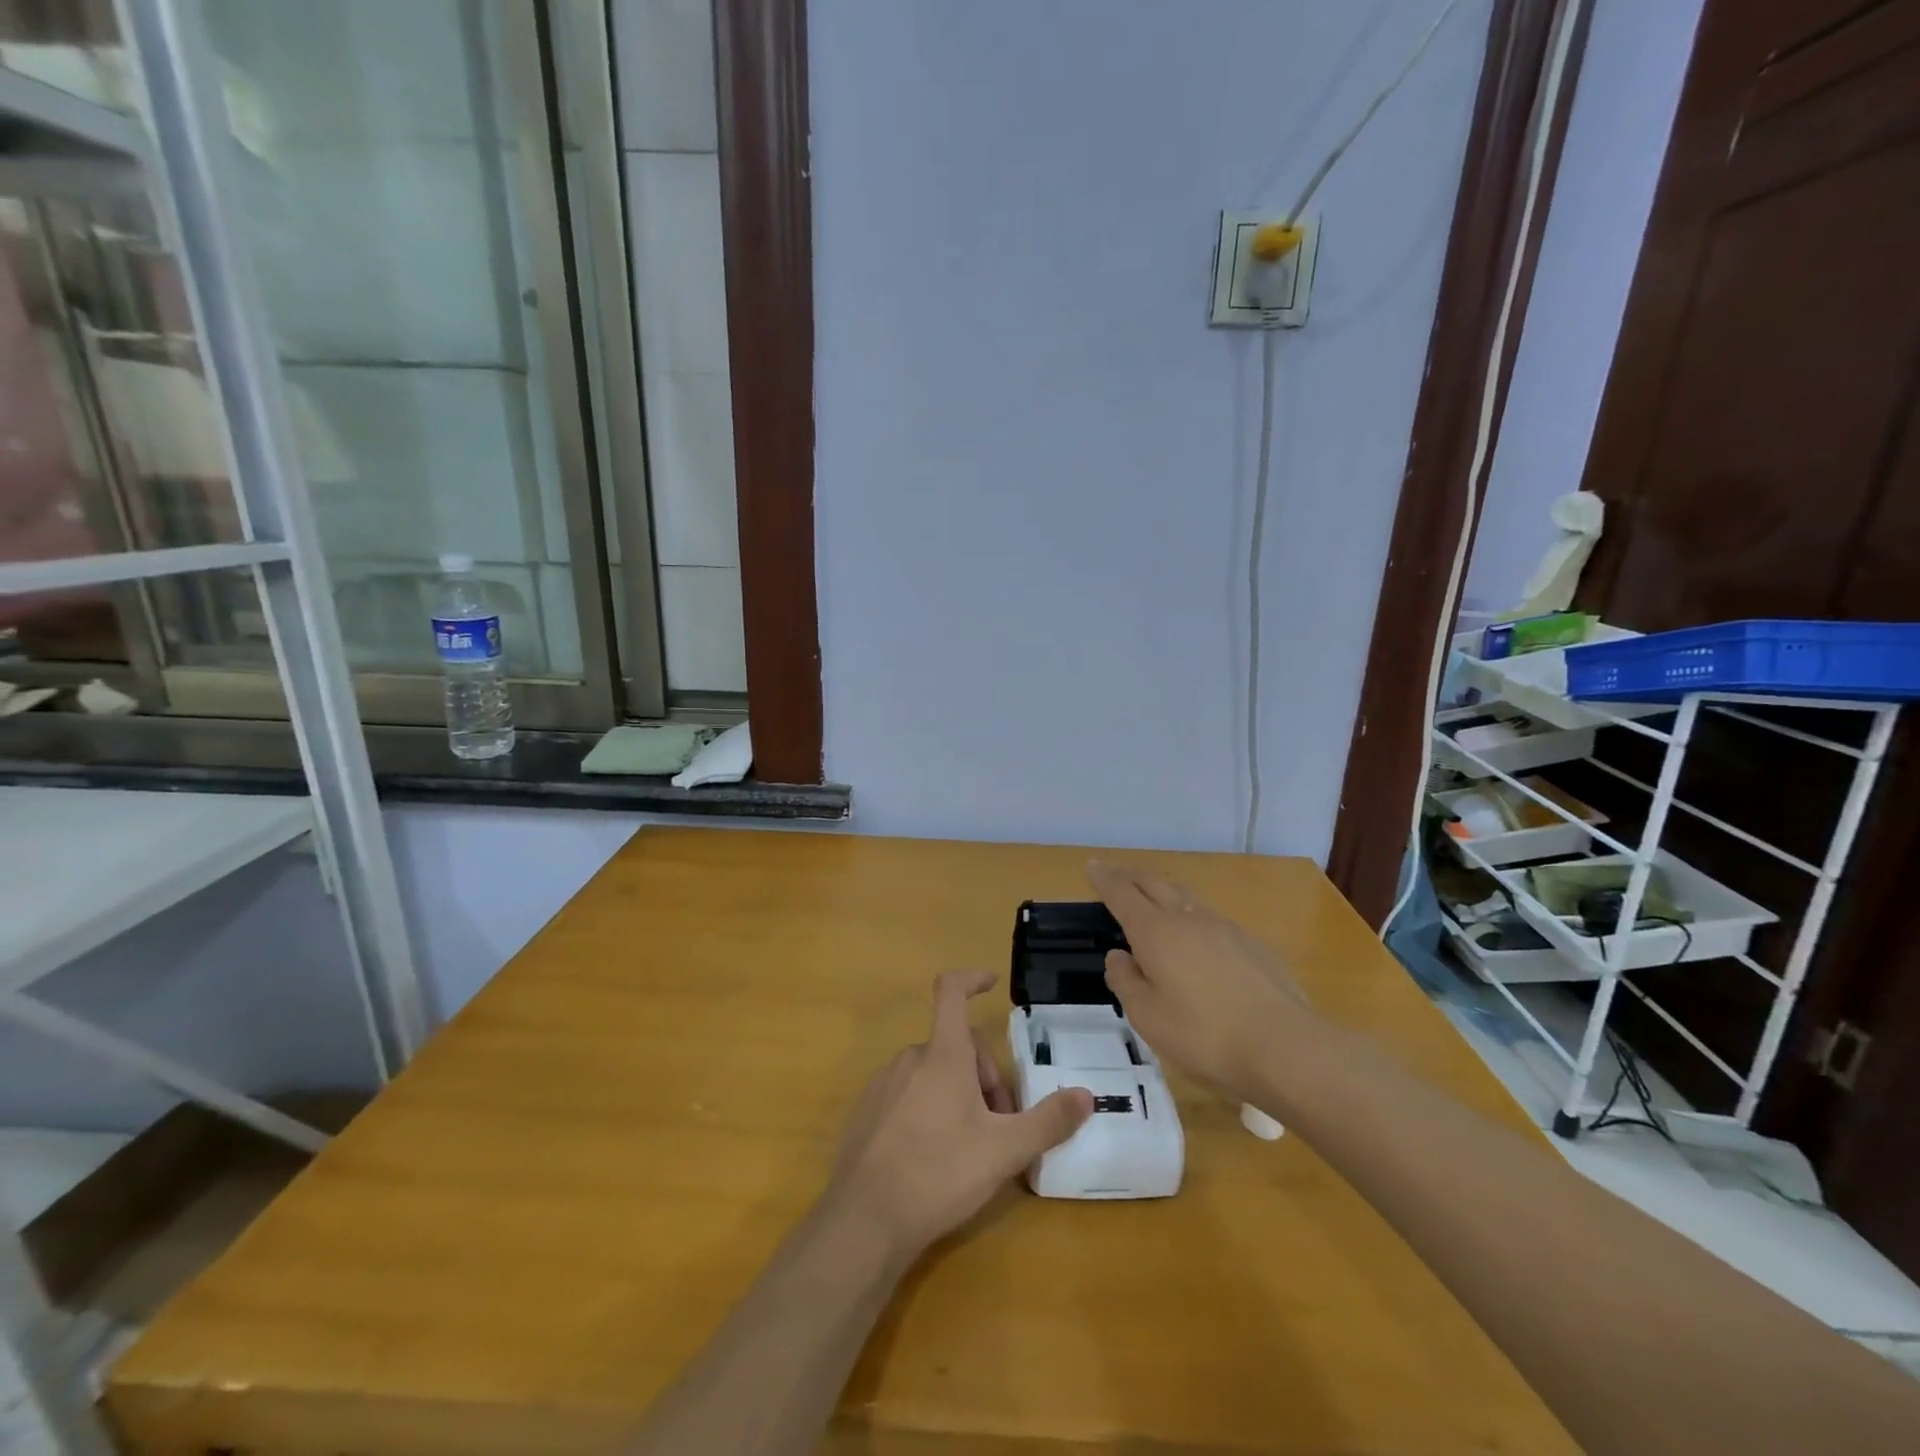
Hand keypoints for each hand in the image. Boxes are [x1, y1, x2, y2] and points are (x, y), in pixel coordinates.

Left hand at [826, 971, 1092, 1262]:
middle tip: (1000, 1125)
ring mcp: (883, 1084)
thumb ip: (1048, 1121)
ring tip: (970, 1146)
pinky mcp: (867, 1112)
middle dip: (983, 1077)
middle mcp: (910, 1058)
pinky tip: (933, 1156)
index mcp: (943, 1055)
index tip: (992, 983)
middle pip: (956, 1046)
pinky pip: (907, 1094)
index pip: (952, 991)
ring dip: (958, 1094)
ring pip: (932, 1072)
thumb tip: (1086, 1096)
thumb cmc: (939, 1173)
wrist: (864, 1220)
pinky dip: (928, 1108)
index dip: (972, 978)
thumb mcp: (1004, 1151)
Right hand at [1087, 860, 1313, 1104]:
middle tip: (1115, 873)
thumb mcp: (1148, 1017)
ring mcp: (1224, 927)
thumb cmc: (1205, 1035)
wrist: (1285, 1045)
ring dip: (1162, 890)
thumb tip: (1119, 956)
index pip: (1122, 894)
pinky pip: (1210, 918)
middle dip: (1131, 876)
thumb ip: (1126, 981)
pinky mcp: (1250, 943)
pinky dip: (1191, 915)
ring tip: (1152, 897)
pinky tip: (1195, 938)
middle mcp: (1188, 918)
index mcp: (1156, 933)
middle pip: (1154, 883)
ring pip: (1185, 896)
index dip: (1105, 879)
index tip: (1092, 867)